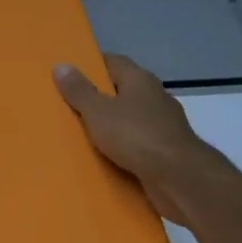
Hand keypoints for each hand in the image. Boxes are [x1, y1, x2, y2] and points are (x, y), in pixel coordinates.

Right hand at [53, 54, 240, 227]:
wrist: (180, 180)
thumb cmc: (136, 136)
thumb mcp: (98, 111)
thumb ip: (79, 90)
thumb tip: (61, 65)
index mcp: (139, 80)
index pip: (112, 62)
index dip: (90, 65)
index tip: (68, 73)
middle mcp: (154, 97)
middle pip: (120, 91)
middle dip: (97, 98)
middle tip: (67, 105)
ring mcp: (163, 126)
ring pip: (128, 120)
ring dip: (109, 126)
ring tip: (79, 134)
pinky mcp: (166, 152)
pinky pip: (136, 145)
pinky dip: (121, 149)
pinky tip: (103, 158)